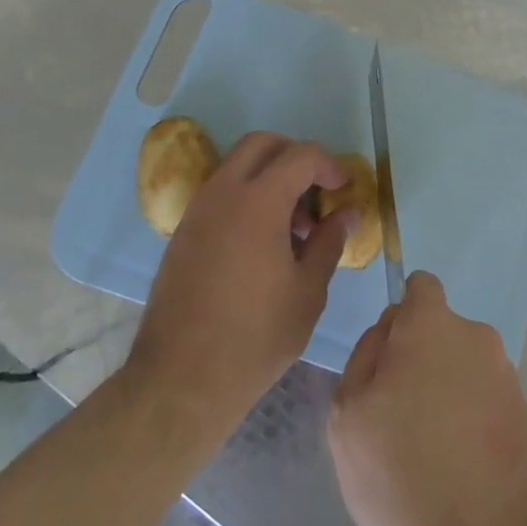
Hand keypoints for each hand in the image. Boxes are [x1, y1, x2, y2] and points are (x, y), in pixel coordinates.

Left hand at [127, 132, 351, 430]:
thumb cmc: (255, 337)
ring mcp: (197, 210)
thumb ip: (329, 242)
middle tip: (317, 192)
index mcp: (258, 201)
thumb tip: (346, 214)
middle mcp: (223, 193)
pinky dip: (246, 197)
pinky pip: (221, 193)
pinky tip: (262, 243)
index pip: (301, 155)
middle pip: (262, 145)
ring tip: (293, 227)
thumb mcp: (308, 292)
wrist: (180, 380)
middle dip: (295, 157)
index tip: (345, 189)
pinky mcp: (183, 232)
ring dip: (269, 178)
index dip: (329, 165)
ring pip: (238, 167)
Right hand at [329, 272, 526, 525]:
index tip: (390, 357)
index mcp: (432, 325)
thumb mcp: (347, 411)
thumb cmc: (396, 474)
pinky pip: (488, 399)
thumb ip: (367, 353)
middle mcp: (477, 337)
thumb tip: (390, 330)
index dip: (402, 315)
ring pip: (466, 366)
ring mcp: (508, 376)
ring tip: (431, 449)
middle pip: (443, 331)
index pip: (421, 287)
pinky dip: (474, 418)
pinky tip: (460, 466)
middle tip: (401, 413)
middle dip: (423, 356)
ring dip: (449, 389)